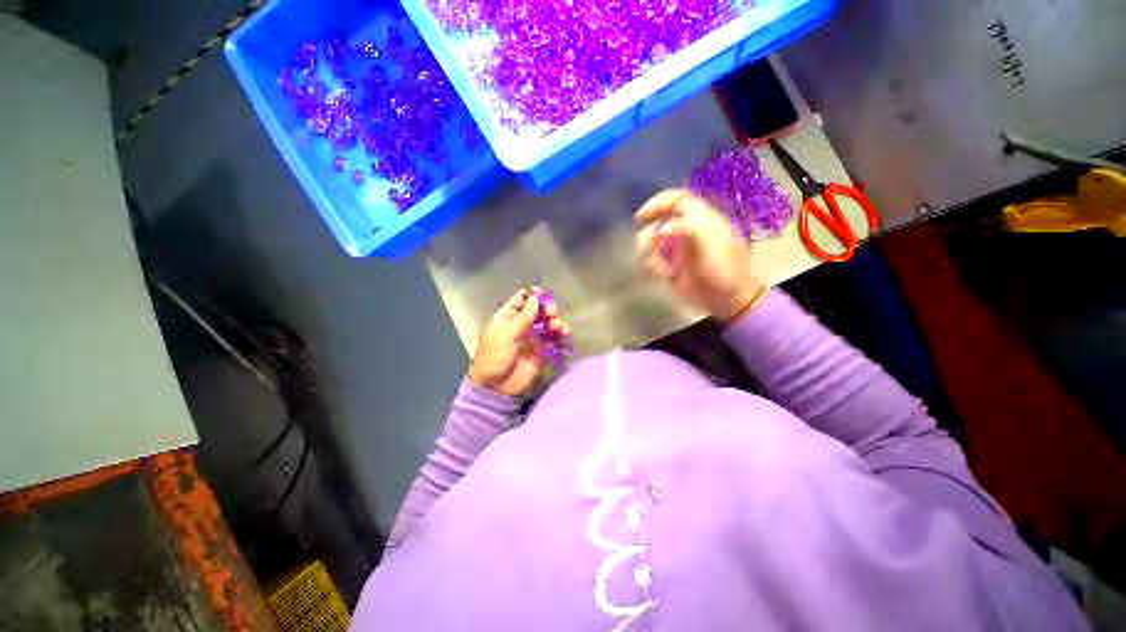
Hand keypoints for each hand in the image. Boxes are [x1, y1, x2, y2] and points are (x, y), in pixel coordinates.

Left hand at [468, 287, 571, 396]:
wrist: (496, 389)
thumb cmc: (494, 358)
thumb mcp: (505, 335)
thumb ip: (523, 317)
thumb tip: (536, 297)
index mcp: (508, 317)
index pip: (523, 299)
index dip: (534, 295)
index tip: (544, 296)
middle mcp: (522, 325)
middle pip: (540, 310)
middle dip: (548, 309)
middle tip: (551, 314)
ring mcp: (534, 338)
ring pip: (549, 323)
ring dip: (556, 322)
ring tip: (557, 328)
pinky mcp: (543, 351)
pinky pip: (556, 339)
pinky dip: (562, 335)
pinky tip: (565, 335)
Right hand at [635, 189, 766, 322]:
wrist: (728, 300)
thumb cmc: (724, 269)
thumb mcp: (711, 244)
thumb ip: (688, 229)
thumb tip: (660, 229)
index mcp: (699, 219)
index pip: (675, 199)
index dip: (657, 203)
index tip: (641, 217)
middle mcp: (684, 231)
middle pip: (656, 222)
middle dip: (648, 235)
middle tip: (648, 249)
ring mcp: (675, 250)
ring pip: (650, 243)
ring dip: (649, 255)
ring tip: (661, 269)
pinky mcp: (668, 267)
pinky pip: (650, 262)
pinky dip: (650, 267)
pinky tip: (661, 275)